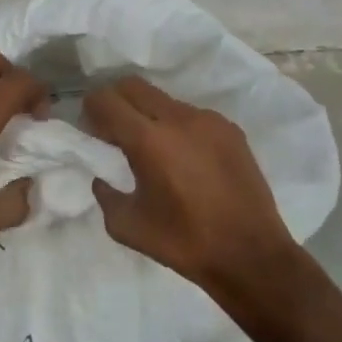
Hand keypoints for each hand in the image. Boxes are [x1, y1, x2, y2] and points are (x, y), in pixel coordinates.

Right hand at [82, 77, 299, 293]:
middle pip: (133, 86)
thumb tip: (102, 176)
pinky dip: (176, 127)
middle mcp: (179, 119)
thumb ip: (105, 194)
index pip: (106, 100)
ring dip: (148, 114)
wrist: (251, 255)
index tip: (92, 131)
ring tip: (153, 149)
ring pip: (163, 99)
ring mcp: (209, 120)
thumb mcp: (127, 226)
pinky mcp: (231, 129)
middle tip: (114, 132)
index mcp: (148, 140)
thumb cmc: (184, 243)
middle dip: (116, 102)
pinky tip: (184, 159)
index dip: (91, 109)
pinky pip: (191, 115)